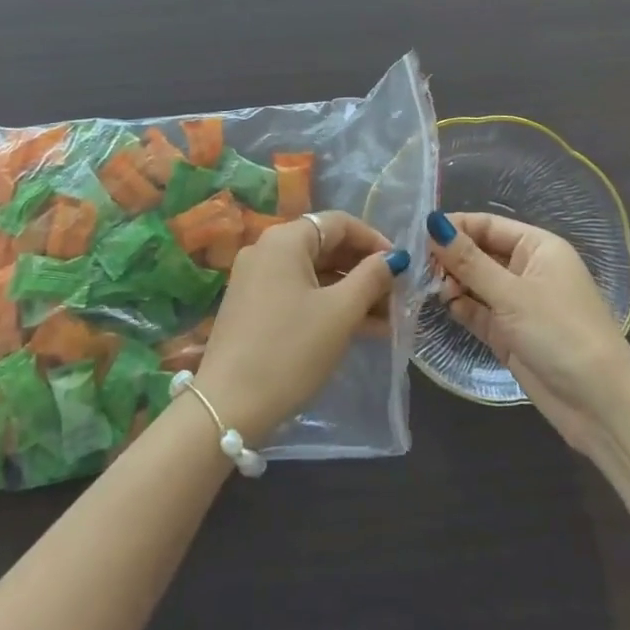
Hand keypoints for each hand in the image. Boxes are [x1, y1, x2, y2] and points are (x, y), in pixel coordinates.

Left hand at [195, 211, 409, 442]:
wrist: (228, 406)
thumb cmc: (291, 350)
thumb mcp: (340, 313)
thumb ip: (371, 278)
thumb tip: (393, 258)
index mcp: (285, 239)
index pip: (339, 223)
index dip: (374, 240)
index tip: (401, 266)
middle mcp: (266, 249)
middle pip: (325, 246)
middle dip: (364, 270)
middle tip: (396, 297)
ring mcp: (255, 278)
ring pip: (313, 273)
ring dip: (349, 292)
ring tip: (386, 321)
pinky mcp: (251, 307)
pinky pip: (297, 292)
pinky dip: (327, 304)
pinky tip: (356, 329)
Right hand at [428, 210, 629, 453]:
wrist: (600, 405)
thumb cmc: (560, 332)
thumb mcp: (511, 293)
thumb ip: (468, 260)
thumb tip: (432, 222)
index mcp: (537, 247)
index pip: (488, 225)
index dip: (455, 227)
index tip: (418, 235)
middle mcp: (528, 270)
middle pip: (479, 253)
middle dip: (451, 258)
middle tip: (421, 268)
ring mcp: (518, 304)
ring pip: (476, 283)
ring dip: (453, 284)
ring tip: (433, 290)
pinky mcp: (510, 334)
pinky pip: (478, 311)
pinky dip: (462, 308)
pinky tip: (445, 307)